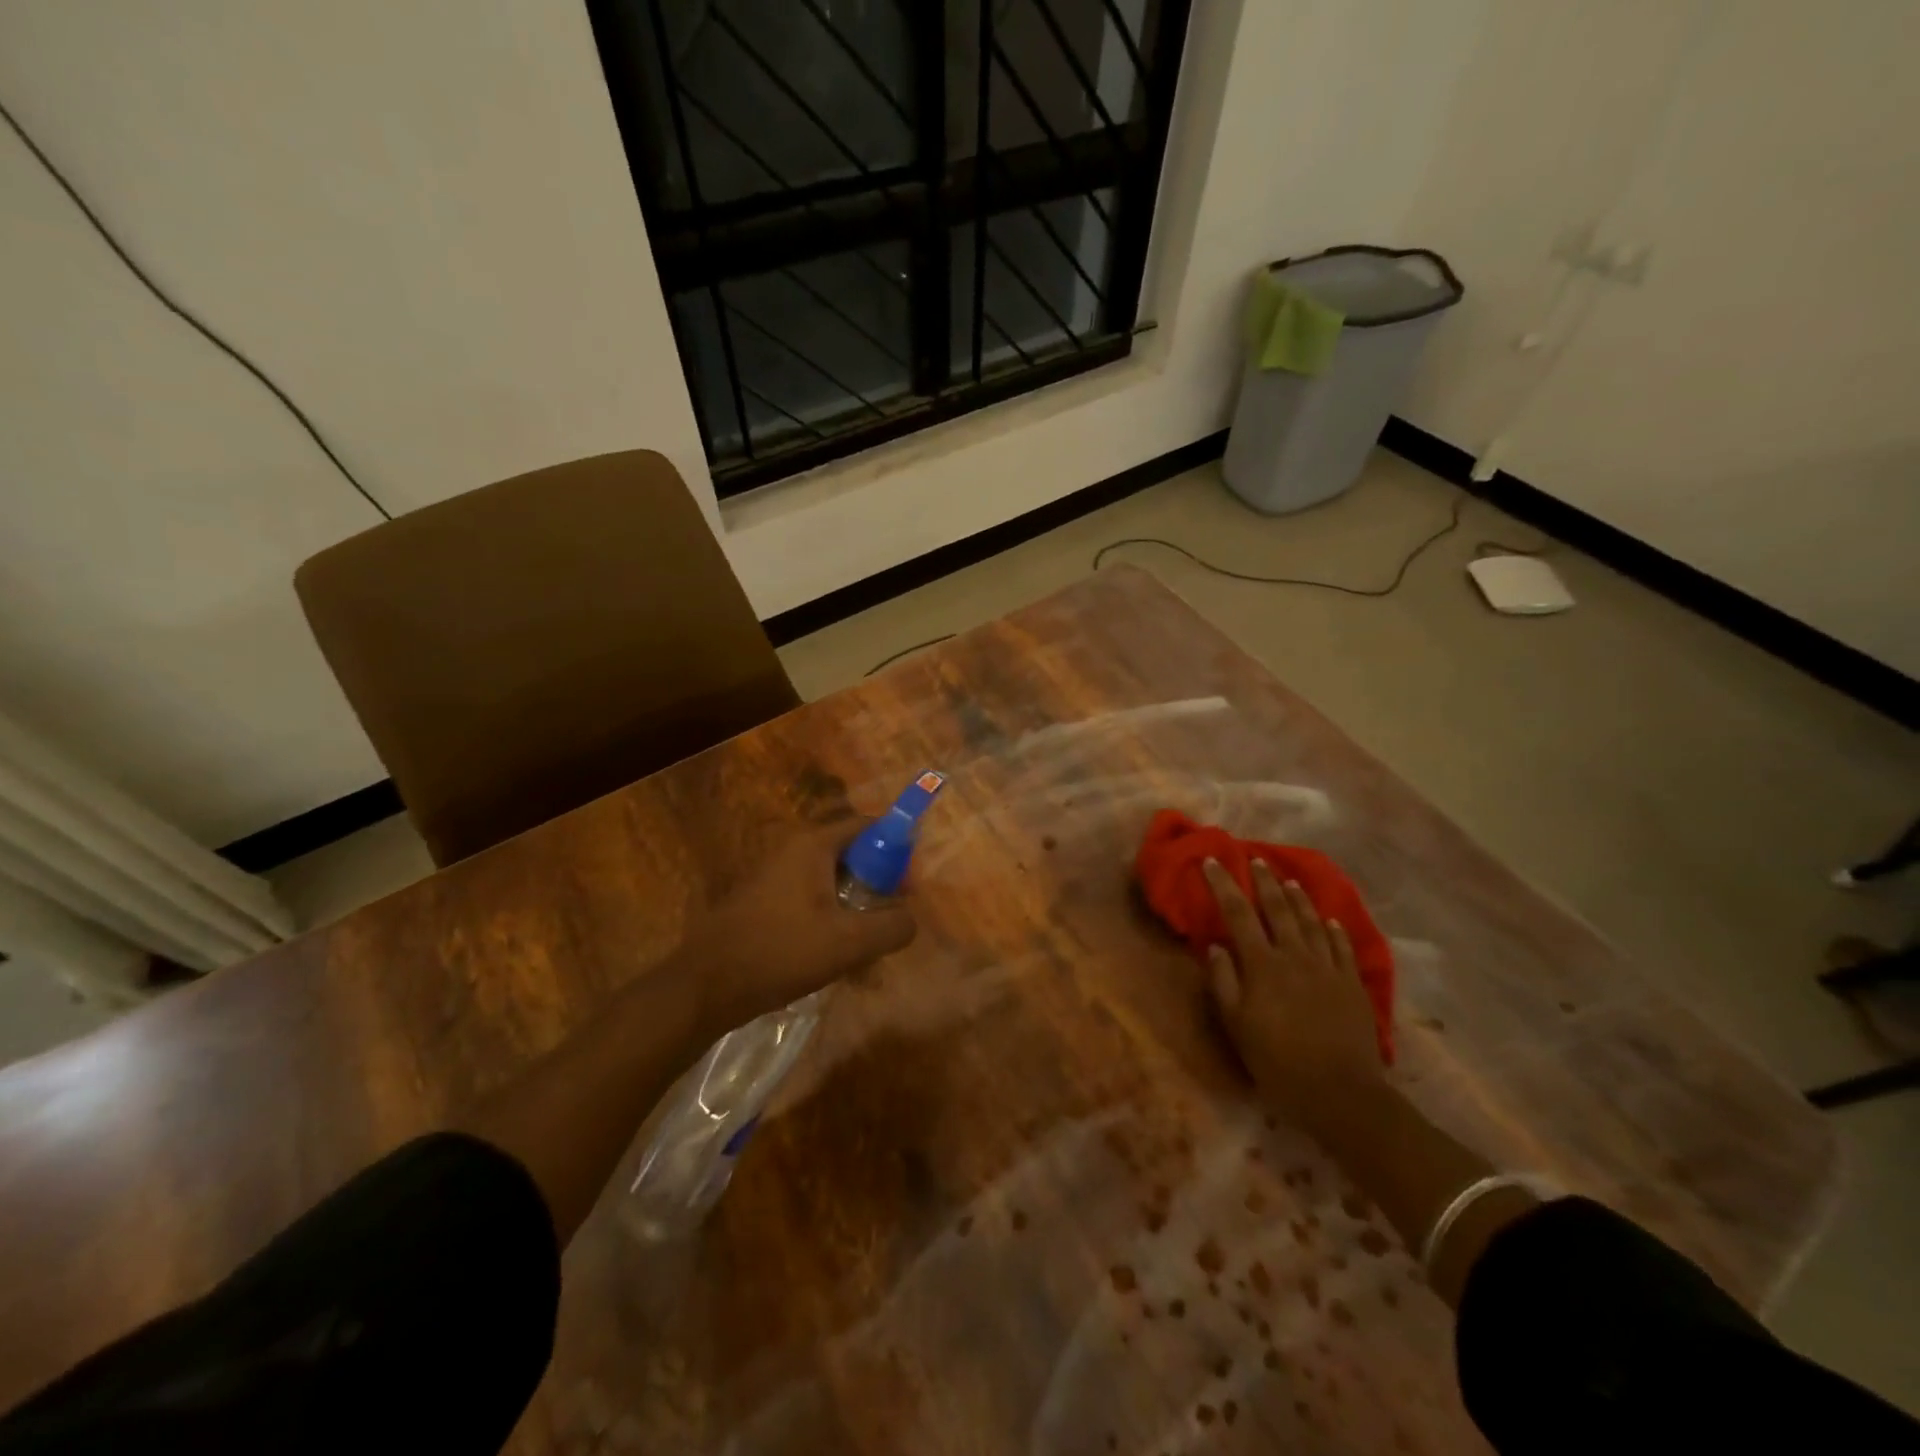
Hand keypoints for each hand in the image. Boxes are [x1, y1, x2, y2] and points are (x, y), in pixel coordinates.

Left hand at [682, 822, 915, 1034]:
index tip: (909, 884)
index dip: (897, 848)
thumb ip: (891, 926)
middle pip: (852, 854)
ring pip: (833, 882)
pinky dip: (832, 920)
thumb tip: (910, 919)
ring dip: (856, 909)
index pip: (868, 825)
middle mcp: (793, 850)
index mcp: (812, 845)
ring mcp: (776, 876)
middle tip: (892, 918)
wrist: (704, 986)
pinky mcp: (766, 902)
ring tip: (868, 948)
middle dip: (878, 884)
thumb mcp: (848, 942)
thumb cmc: (779, 952)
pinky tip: (838, 959)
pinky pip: (812, 900)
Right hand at [1203, 858, 1384, 1130]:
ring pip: (1312, 922)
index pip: (1238, 914)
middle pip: (1279, 909)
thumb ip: (1223, 982)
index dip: (1223, 885)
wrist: (1341, 1093)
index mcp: (1263, 965)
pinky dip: (1333, 929)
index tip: (1212, 861)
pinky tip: (1330, 920)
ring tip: (1290, 881)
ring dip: (1299, 898)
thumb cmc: (1278, 1062)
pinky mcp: (1352, 985)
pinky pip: (1342, 947)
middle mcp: (1296, 956)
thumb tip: (1216, 946)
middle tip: (1256, 860)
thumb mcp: (1237, 1026)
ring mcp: (1328, 968)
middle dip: (1264, 881)